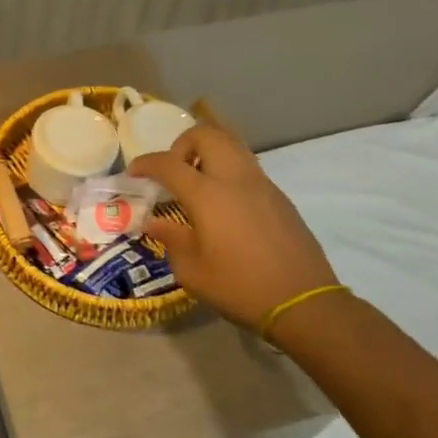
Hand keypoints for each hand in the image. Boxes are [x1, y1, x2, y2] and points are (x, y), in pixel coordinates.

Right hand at [130, 124, 336, 334]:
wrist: (303, 303)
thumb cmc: (239, 288)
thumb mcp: (192, 271)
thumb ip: (171, 239)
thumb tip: (156, 222)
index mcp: (208, 195)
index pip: (168, 164)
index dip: (146, 164)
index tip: (134, 174)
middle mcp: (235, 179)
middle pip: (206, 135)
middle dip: (182, 144)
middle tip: (174, 171)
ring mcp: (262, 185)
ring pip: (232, 144)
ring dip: (208, 152)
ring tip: (197, 182)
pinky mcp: (279, 197)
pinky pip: (247, 166)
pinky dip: (228, 170)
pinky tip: (223, 204)